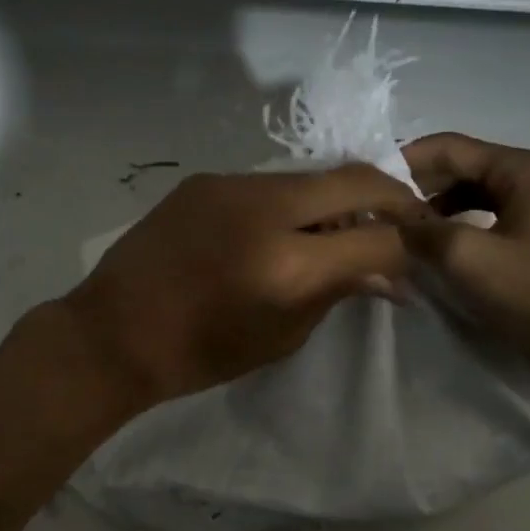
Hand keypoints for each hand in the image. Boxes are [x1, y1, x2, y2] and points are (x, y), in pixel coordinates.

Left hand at [60, 165, 422, 410]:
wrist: (113, 332)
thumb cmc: (199, 353)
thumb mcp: (281, 336)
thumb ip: (338, 292)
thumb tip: (389, 276)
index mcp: (286, 263)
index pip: (377, 237)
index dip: (409, 247)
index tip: (416, 258)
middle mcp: (264, 207)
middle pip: (355, 179)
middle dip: (392, 198)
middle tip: (405, 222)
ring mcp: (231, 184)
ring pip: (311, 177)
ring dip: (338, 200)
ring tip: (340, 232)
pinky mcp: (205, 179)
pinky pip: (270, 183)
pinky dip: (294, 203)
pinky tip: (284, 230)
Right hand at [399, 132, 529, 421]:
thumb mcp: (469, 257)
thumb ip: (421, 230)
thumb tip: (388, 220)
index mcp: (523, 170)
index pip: (450, 147)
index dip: (404, 160)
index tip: (364, 182)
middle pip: (460, 170)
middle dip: (417, 187)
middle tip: (374, 209)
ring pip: (470, 200)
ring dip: (433, 213)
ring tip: (395, 233)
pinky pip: (483, 226)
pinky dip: (454, 234)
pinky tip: (429, 255)